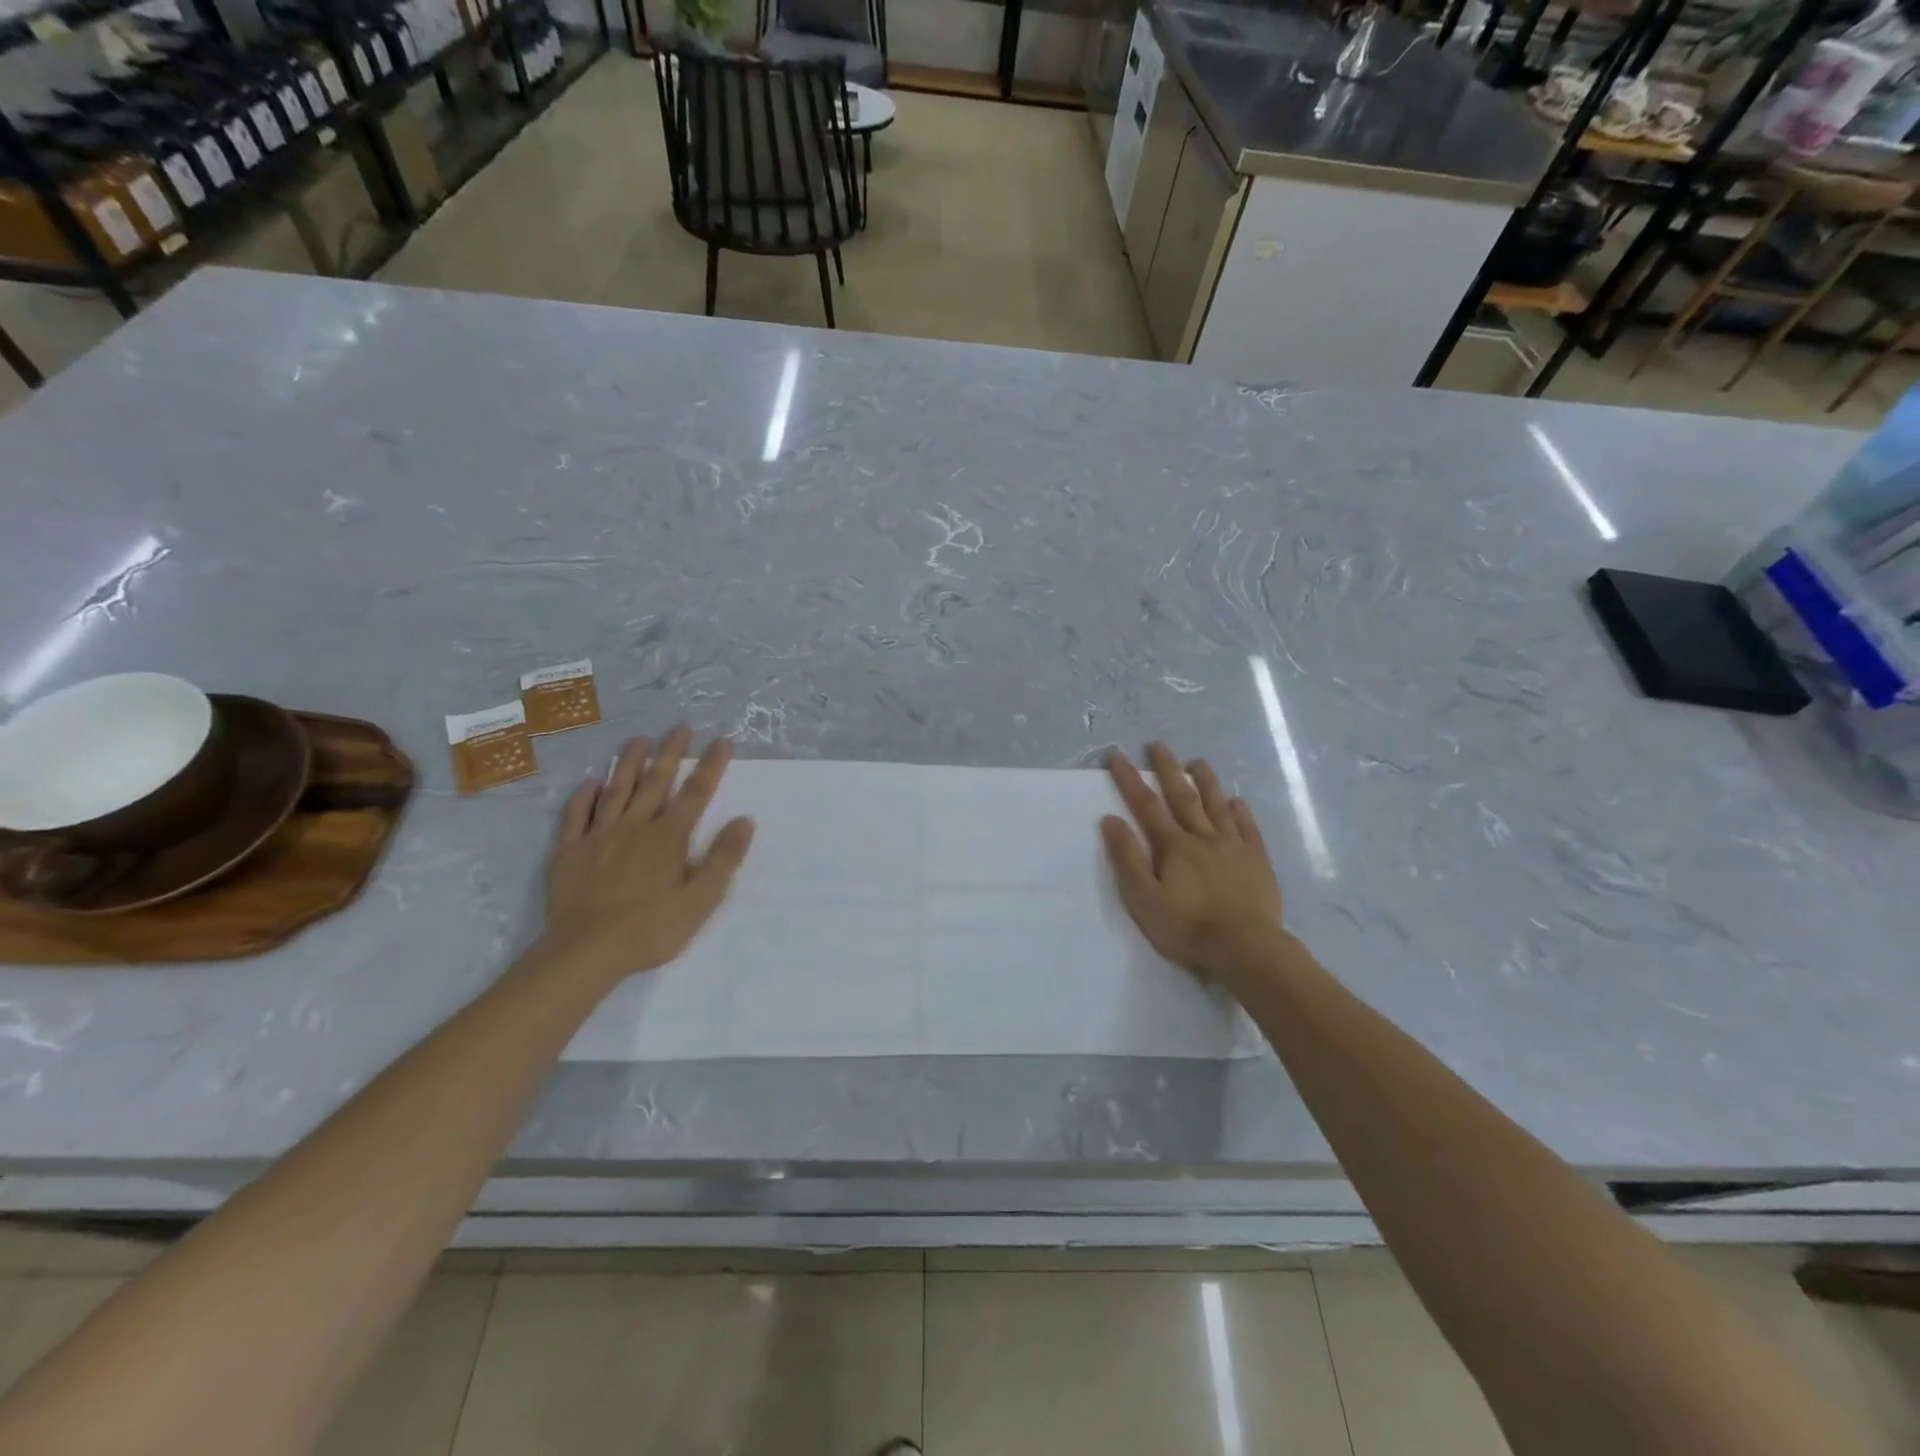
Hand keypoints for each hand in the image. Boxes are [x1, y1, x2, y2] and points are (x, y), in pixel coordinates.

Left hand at [533, 727, 754, 984]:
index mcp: (669, 837)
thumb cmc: (650, 929)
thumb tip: (745, 821)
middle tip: (679, 727)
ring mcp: (599, 836)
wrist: (584, 952)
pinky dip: (584, 795)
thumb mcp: (700, 900)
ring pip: (616, 789)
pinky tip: (590, 781)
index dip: (710, 766)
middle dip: (670, 752)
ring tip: (638, 739)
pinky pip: (576, 815)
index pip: (696, 793)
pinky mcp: (570, 851)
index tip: (722, 742)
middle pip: (656, 781)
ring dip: (628, 762)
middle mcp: (635, 826)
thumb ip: (723, 859)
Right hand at [1101, 744, 1282, 984]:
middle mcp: (1203, 837)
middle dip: (1168, 769)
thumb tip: (1110, 819)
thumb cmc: (1187, 928)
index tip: (1118, 754)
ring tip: (1197, 761)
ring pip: (1218, 805)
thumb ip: (1127, 858)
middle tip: (1158, 744)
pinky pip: (1248, 828)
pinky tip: (1236, 802)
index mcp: (1173, 846)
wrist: (1245, 948)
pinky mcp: (1257, 861)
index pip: (1146, 805)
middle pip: (1183, 796)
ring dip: (1206, 781)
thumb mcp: (1144, 898)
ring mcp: (1234, 847)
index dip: (1130, 778)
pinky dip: (1240, 812)